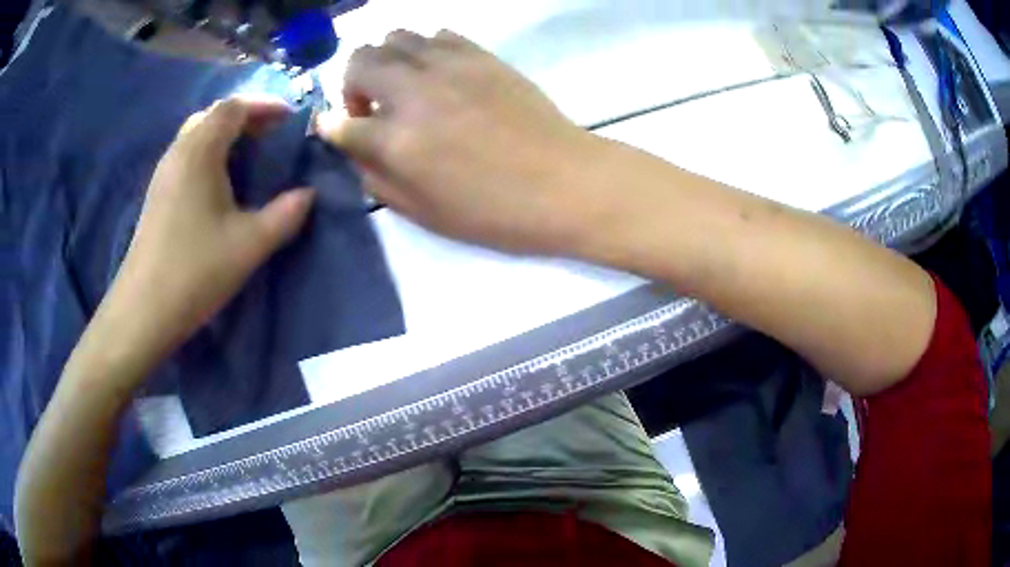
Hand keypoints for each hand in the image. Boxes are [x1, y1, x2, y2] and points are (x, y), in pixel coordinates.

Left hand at [99, 96, 314, 363]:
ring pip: (198, 135)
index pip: (234, 107)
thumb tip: (307, 195)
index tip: (290, 118)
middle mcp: (178, 151)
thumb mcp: (249, 245)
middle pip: (214, 115)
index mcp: (199, 151)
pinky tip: (221, 180)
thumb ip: (285, 215)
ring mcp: (164, 173)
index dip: (265, 105)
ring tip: (250, 153)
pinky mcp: (158, 194)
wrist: (143, 310)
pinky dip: (211, 153)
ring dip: (227, 135)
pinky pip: (188, 155)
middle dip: (246, 117)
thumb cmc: (195, 271)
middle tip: (272, 133)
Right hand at [317, 30, 603, 253]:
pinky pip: (436, 34)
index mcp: (397, 140)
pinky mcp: (480, 54)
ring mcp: (449, 65)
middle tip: (372, 110)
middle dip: (353, 85)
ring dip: (386, 61)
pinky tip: (437, 74)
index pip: (340, 122)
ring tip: (404, 86)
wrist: (564, 183)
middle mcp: (414, 91)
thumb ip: (376, 178)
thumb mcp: (423, 212)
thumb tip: (353, 147)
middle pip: (359, 61)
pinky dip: (424, 49)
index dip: (332, 128)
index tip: (338, 132)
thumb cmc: (493, 210)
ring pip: (395, 37)